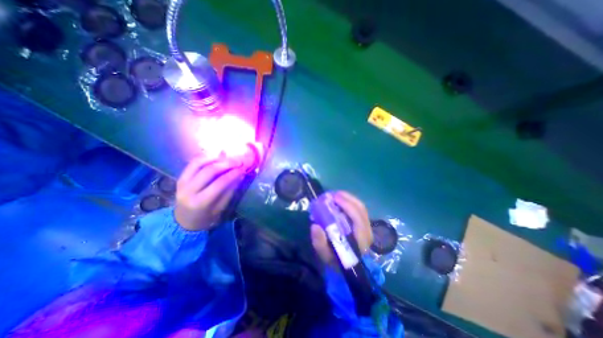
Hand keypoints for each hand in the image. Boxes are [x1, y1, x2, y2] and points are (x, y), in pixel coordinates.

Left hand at [176, 157, 245, 230]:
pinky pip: (193, 163)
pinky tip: (216, 156)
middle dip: (226, 163)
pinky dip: (205, 157)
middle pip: (209, 171)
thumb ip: (229, 191)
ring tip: (228, 156)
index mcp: (200, 202)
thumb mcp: (220, 209)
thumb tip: (240, 175)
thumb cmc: (206, 218)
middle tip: (238, 160)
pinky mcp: (180, 177)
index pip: (220, 183)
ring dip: (215, 157)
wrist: (183, 222)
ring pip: (199, 163)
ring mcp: (182, 182)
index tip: (243, 168)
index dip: (233, 174)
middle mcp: (188, 190)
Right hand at [311, 190, 371, 265]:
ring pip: (361, 208)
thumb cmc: (336, 259)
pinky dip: (350, 201)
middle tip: (334, 194)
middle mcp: (367, 232)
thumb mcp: (326, 255)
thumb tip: (315, 226)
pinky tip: (341, 199)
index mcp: (361, 240)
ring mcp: (367, 227)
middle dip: (348, 198)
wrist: (346, 263)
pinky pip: (359, 209)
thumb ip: (320, 243)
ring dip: (349, 198)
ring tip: (336, 194)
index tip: (334, 198)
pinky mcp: (364, 224)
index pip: (358, 219)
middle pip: (361, 210)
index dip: (348, 206)